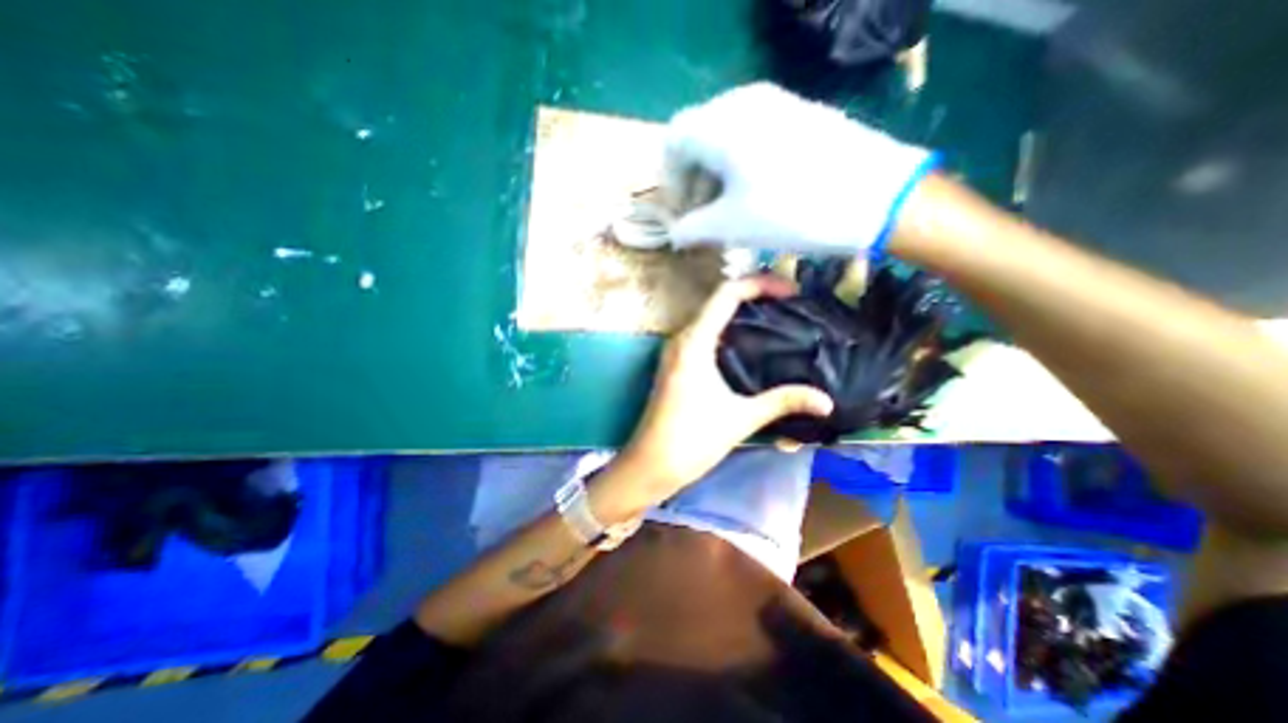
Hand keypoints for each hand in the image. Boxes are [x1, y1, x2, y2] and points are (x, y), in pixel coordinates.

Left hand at [616, 275, 835, 492]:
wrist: (650, 464)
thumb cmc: (691, 440)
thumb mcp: (740, 418)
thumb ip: (782, 402)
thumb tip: (826, 400)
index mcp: (694, 342)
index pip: (727, 294)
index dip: (760, 284)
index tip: (791, 291)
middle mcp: (682, 338)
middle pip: (718, 301)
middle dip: (754, 295)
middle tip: (790, 303)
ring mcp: (676, 351)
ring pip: (710, 317)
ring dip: (741, 312)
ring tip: (776, 318)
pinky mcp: (676, 364)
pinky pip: (704, 334)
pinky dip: (728, 329)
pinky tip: (750, 343)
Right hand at [663, 82, 936, 256]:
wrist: (876, 197)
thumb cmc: (791, 212)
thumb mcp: (732, 226)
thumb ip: (692, 229)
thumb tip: (674, 234)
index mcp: (721, 125)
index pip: (674, 141)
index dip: (670, 179)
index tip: (680, 211)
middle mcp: (743, 102)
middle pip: (699, 136)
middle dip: (693, 178)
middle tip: (702, 216)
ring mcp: (776, 103)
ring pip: (727, 135)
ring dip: (717, 173)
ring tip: (729, 208)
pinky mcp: (800, 114)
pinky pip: (755, 133)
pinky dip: (742, 163)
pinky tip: (757, 191)